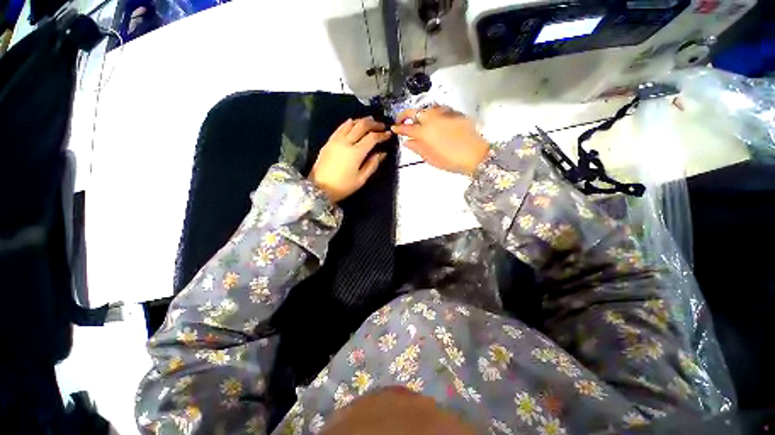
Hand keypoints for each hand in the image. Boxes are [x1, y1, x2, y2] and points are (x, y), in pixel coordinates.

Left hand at [309, 117, 391, 202]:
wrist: (319, 188)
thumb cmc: (342, 186)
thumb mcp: (361, 179)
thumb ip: (373, 164)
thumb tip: (382, 154)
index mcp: (356, 153)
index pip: (372, 138)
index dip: (382, 135)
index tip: (389, 134)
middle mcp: (346, 142)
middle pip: (362, 126)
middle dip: (374, 124)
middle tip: (382, 126)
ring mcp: (336, 140)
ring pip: (351, 123)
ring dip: (362, 121)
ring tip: (370, 122)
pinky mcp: (329, 141)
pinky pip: (340, 127)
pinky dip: (349, 123)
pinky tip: (353, 122)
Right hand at [391, 106, 488, 174]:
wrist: (474, 155)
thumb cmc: (450, 161)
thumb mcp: (430, 158)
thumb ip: (417, 148)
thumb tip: (407, 142)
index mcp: (424, 133)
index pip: (406, 128)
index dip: (398, 128)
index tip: (394, 128)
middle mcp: (432, 119)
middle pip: (414, 112)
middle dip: (404, 115)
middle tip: (401, 120)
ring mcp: (444, 114)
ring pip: (427, 108)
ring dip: (419, 113)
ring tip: (418, 120)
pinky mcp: (454, 113)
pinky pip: (440, 108)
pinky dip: (433, 112)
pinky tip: (434, 119)